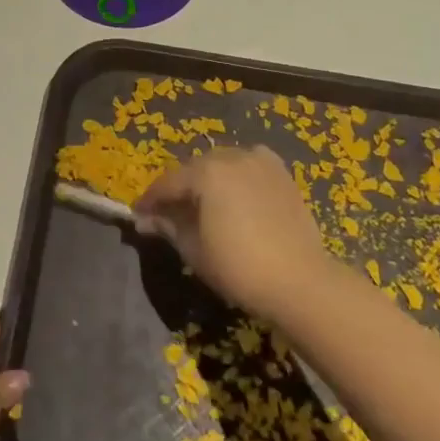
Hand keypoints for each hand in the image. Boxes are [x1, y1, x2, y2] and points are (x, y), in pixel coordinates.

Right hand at [134, 147, 329, 320]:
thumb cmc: (239, 267)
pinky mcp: (282, 175)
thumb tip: (146, 220)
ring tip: (201, 206)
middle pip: (194, 169)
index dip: (150, 200)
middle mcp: (232, 157)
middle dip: (179, 189)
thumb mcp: (193, 249)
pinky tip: (234, 195)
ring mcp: (261, 163)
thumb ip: (168, 226)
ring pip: (222, 165)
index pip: (168, 183)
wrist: (301, 282)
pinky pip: (249, 167)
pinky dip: (235, 177)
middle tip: (168, 213)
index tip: (138, 215)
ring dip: (207, 181)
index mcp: (206, 173)